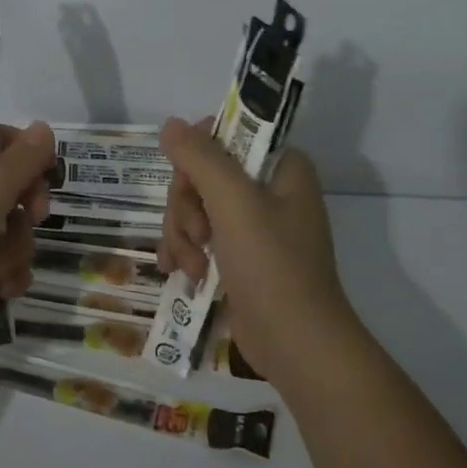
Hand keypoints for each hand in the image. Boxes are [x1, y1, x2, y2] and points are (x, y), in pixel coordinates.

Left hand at [0, 122, 54, 398]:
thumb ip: (14, 169)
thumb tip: (44, 127)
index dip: (21, 157)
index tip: (44, 182)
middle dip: (20, 212)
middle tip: (32, 223)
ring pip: (0, 226)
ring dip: (13, 249)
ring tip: (1, 274)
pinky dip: (2, 272)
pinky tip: (4, 291)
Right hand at [156, 115, 356, 384]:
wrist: (295, 343)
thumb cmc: (272, 265)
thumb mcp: (234, 203)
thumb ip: (200, 157)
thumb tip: (171, 124)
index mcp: (281, 167)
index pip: (228, 135)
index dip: (199, 155)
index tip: (189, 181)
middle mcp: (269, 190)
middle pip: (203, 174)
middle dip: (187, 206)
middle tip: (198, 234)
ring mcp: (253, 226)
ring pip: (195, 207)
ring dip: (183, 234)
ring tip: (192, 266)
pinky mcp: (239, 256)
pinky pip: (199, 237)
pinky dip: (186, 252)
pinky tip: (180, 272)